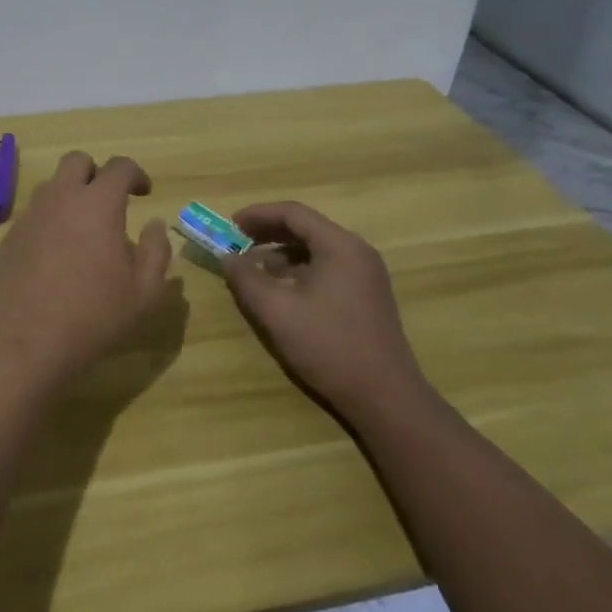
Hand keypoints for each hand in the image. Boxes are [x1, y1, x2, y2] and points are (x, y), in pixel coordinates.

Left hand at [0, 151, 173, 386]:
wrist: (28, 342)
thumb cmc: (95, 316)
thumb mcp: (145, 292)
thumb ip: (156, 250)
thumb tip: (155, 224)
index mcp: (98, 204)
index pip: (119, 167)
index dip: (136, 174)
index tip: (144, 193)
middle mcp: (60, 199)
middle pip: (77, 161)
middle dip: (96, 173)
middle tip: (109, 202)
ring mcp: (30, 216)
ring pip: (51, 186)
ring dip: (70, 195)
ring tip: (82, 229)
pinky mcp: (9, 238)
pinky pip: (33, 215)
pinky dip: (49, 222)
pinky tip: (56, 255)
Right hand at [220, 201, 425, 413]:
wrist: (386, 398)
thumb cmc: (329, 347)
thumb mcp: (277, 312)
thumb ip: (246, 279)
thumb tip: (226, 256)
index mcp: (340, 246)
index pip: (293, 213)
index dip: (257, 215)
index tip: (229, 225)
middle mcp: (357, 251)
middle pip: (306, 227)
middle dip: (268, 232)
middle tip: (236, 242)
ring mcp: (366, 274)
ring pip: (316, 248)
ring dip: (282, 252)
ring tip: (254, 268)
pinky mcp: (367, 295)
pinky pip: (327, 267)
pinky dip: (299, 269)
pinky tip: (281, 290)